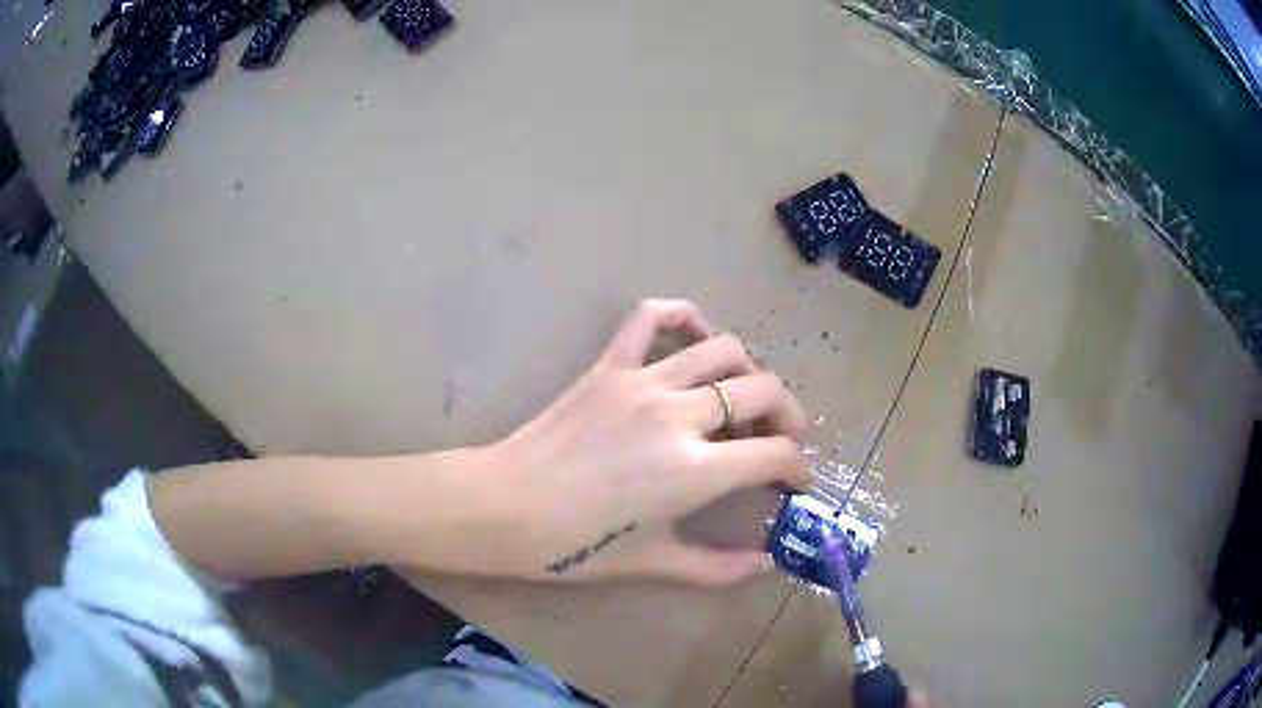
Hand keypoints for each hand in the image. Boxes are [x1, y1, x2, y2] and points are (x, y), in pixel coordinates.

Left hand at [467, 299, 811, 585]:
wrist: (502, 508)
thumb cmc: (572, 546)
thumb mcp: (651, 564)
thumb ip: (717, 568)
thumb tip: (765, 565)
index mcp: (693, 470)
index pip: (774, 453)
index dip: (797, 468)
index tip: (796, 481)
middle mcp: (678, 415)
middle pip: (762, 391)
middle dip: (789, 415)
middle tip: (784, 438)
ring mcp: (642, 381)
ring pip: (723, 350)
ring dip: (749, 372)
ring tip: (746, 398)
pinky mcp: (609, 365)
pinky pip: (650, 317)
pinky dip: (682, 316)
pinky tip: (696, 337)